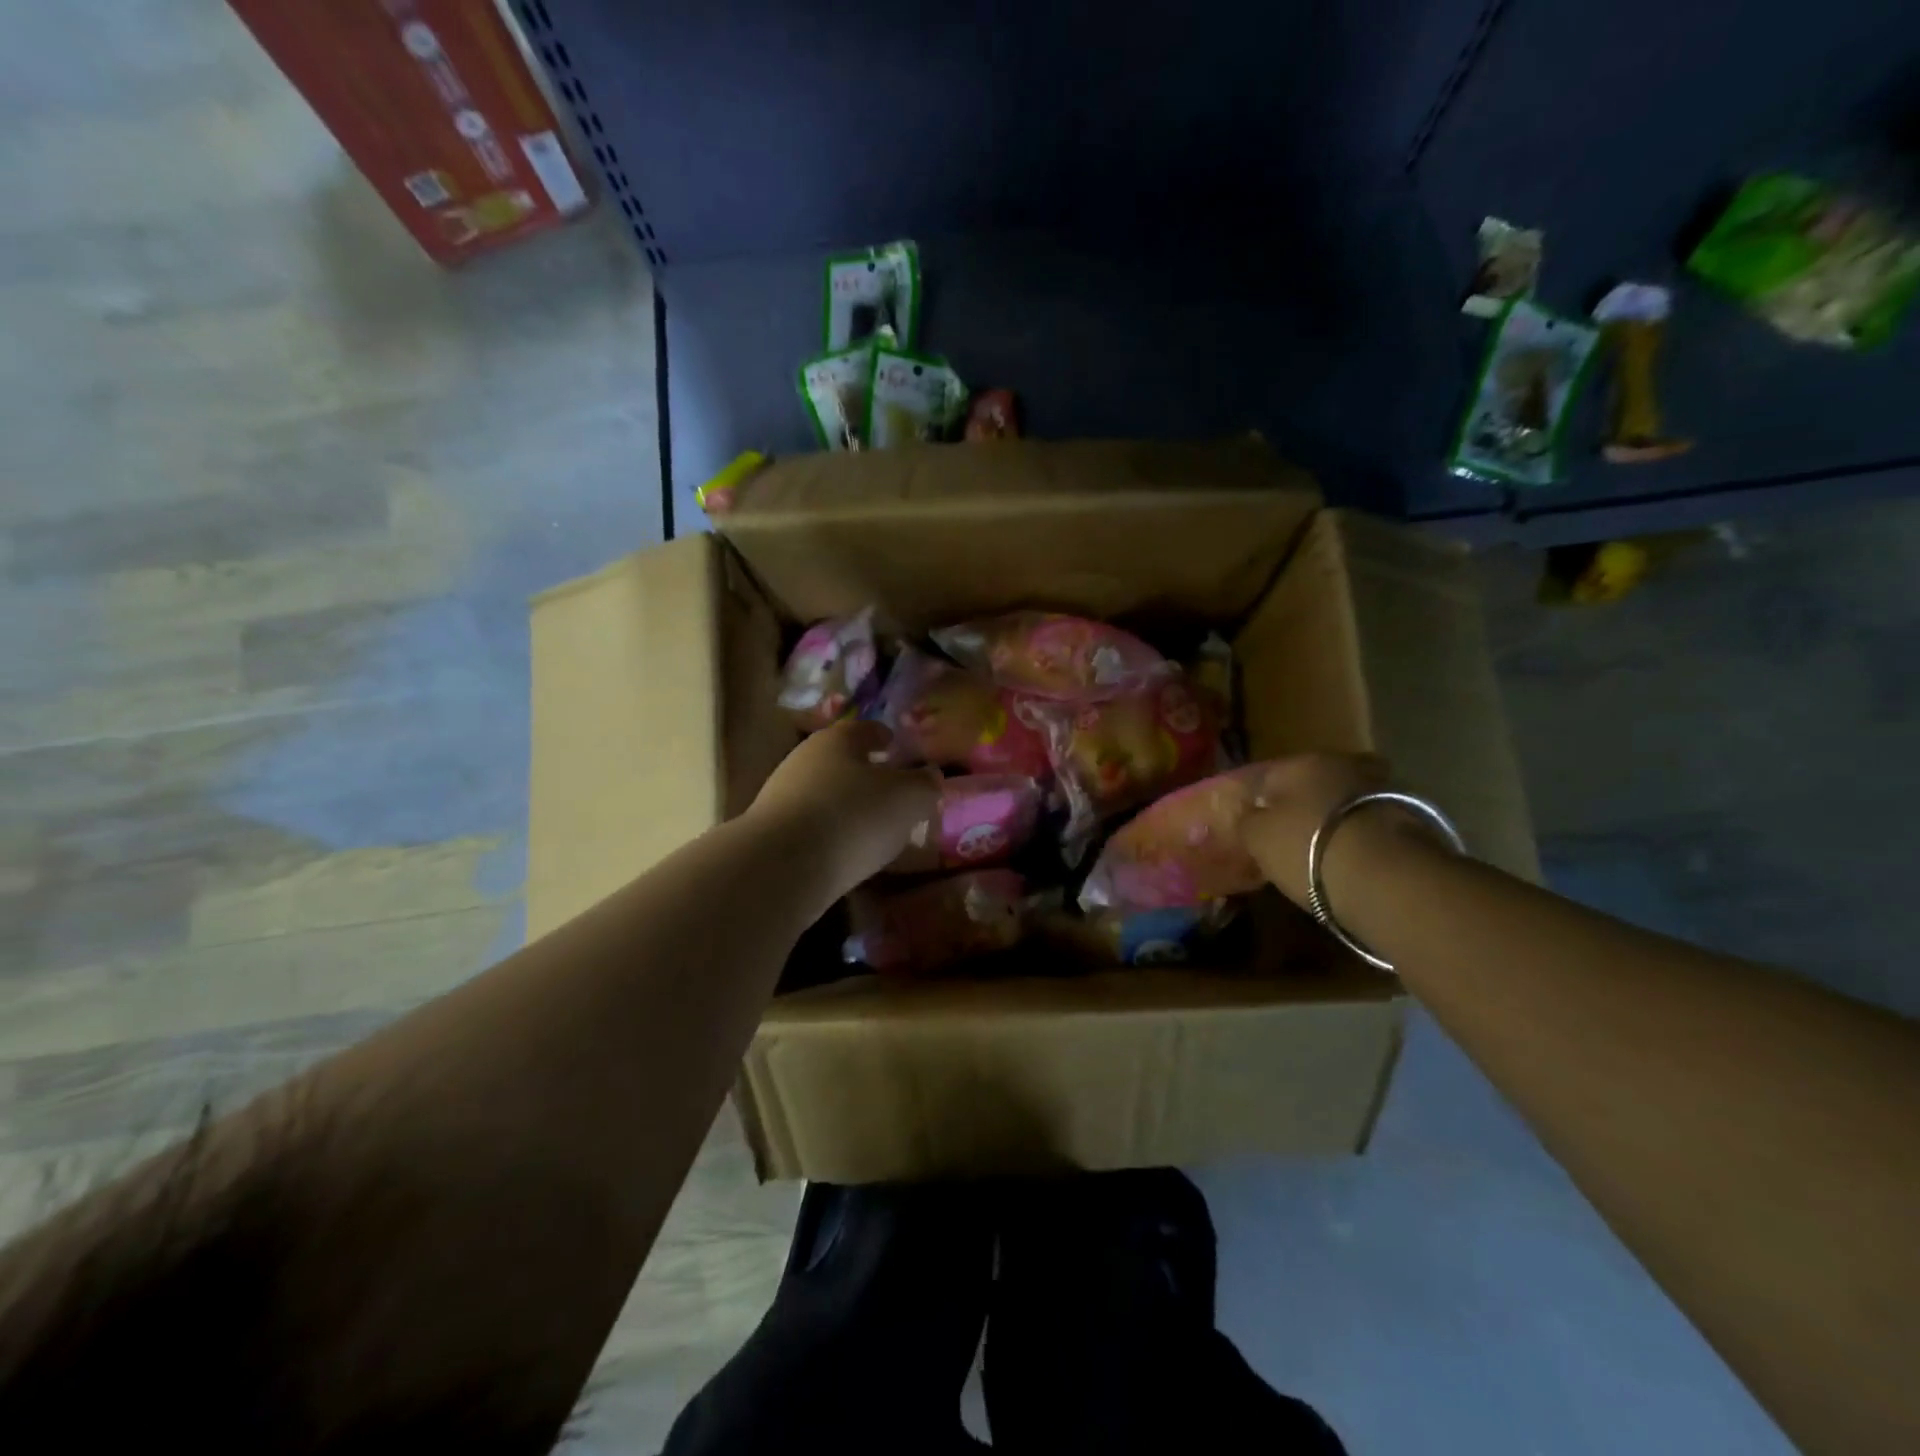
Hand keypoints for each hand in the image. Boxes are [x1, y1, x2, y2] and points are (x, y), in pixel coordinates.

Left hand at [747, 721, 942, 898]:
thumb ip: (925, 784)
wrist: (782, 866)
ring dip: (845, 803)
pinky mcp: (770, 830)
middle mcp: (805, 758)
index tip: (895, 745)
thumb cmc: (854, 817)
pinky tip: (843, 850)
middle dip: (865, 772)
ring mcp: (781, 794)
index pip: (866, 729)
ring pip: (823, 791)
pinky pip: (810, 823)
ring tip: (870, 826)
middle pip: (841, 759)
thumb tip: (931, 775)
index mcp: (839, 738)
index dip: (884, 737)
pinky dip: (829, 831)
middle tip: (889, 790)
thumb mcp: (908, 799)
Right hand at [1236, 753, 1392, 907]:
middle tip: (1291, 836)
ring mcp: (1383, 788)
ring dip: (1335, 819)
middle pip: (1313, 784)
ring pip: (1346, 802)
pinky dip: (1361, 838)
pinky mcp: (1414, 818)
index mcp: (1301, 762)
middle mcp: (1343, 763)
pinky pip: (1371, 824)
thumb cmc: (1308, 848)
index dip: (1258, 802)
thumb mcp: (1258, 838)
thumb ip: (1248, 821)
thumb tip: (1250, 815)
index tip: (1254, 827)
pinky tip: (1352, 861)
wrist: (1389, 877)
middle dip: (1303, 805)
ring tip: (1324, 851)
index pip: (1269, 777)